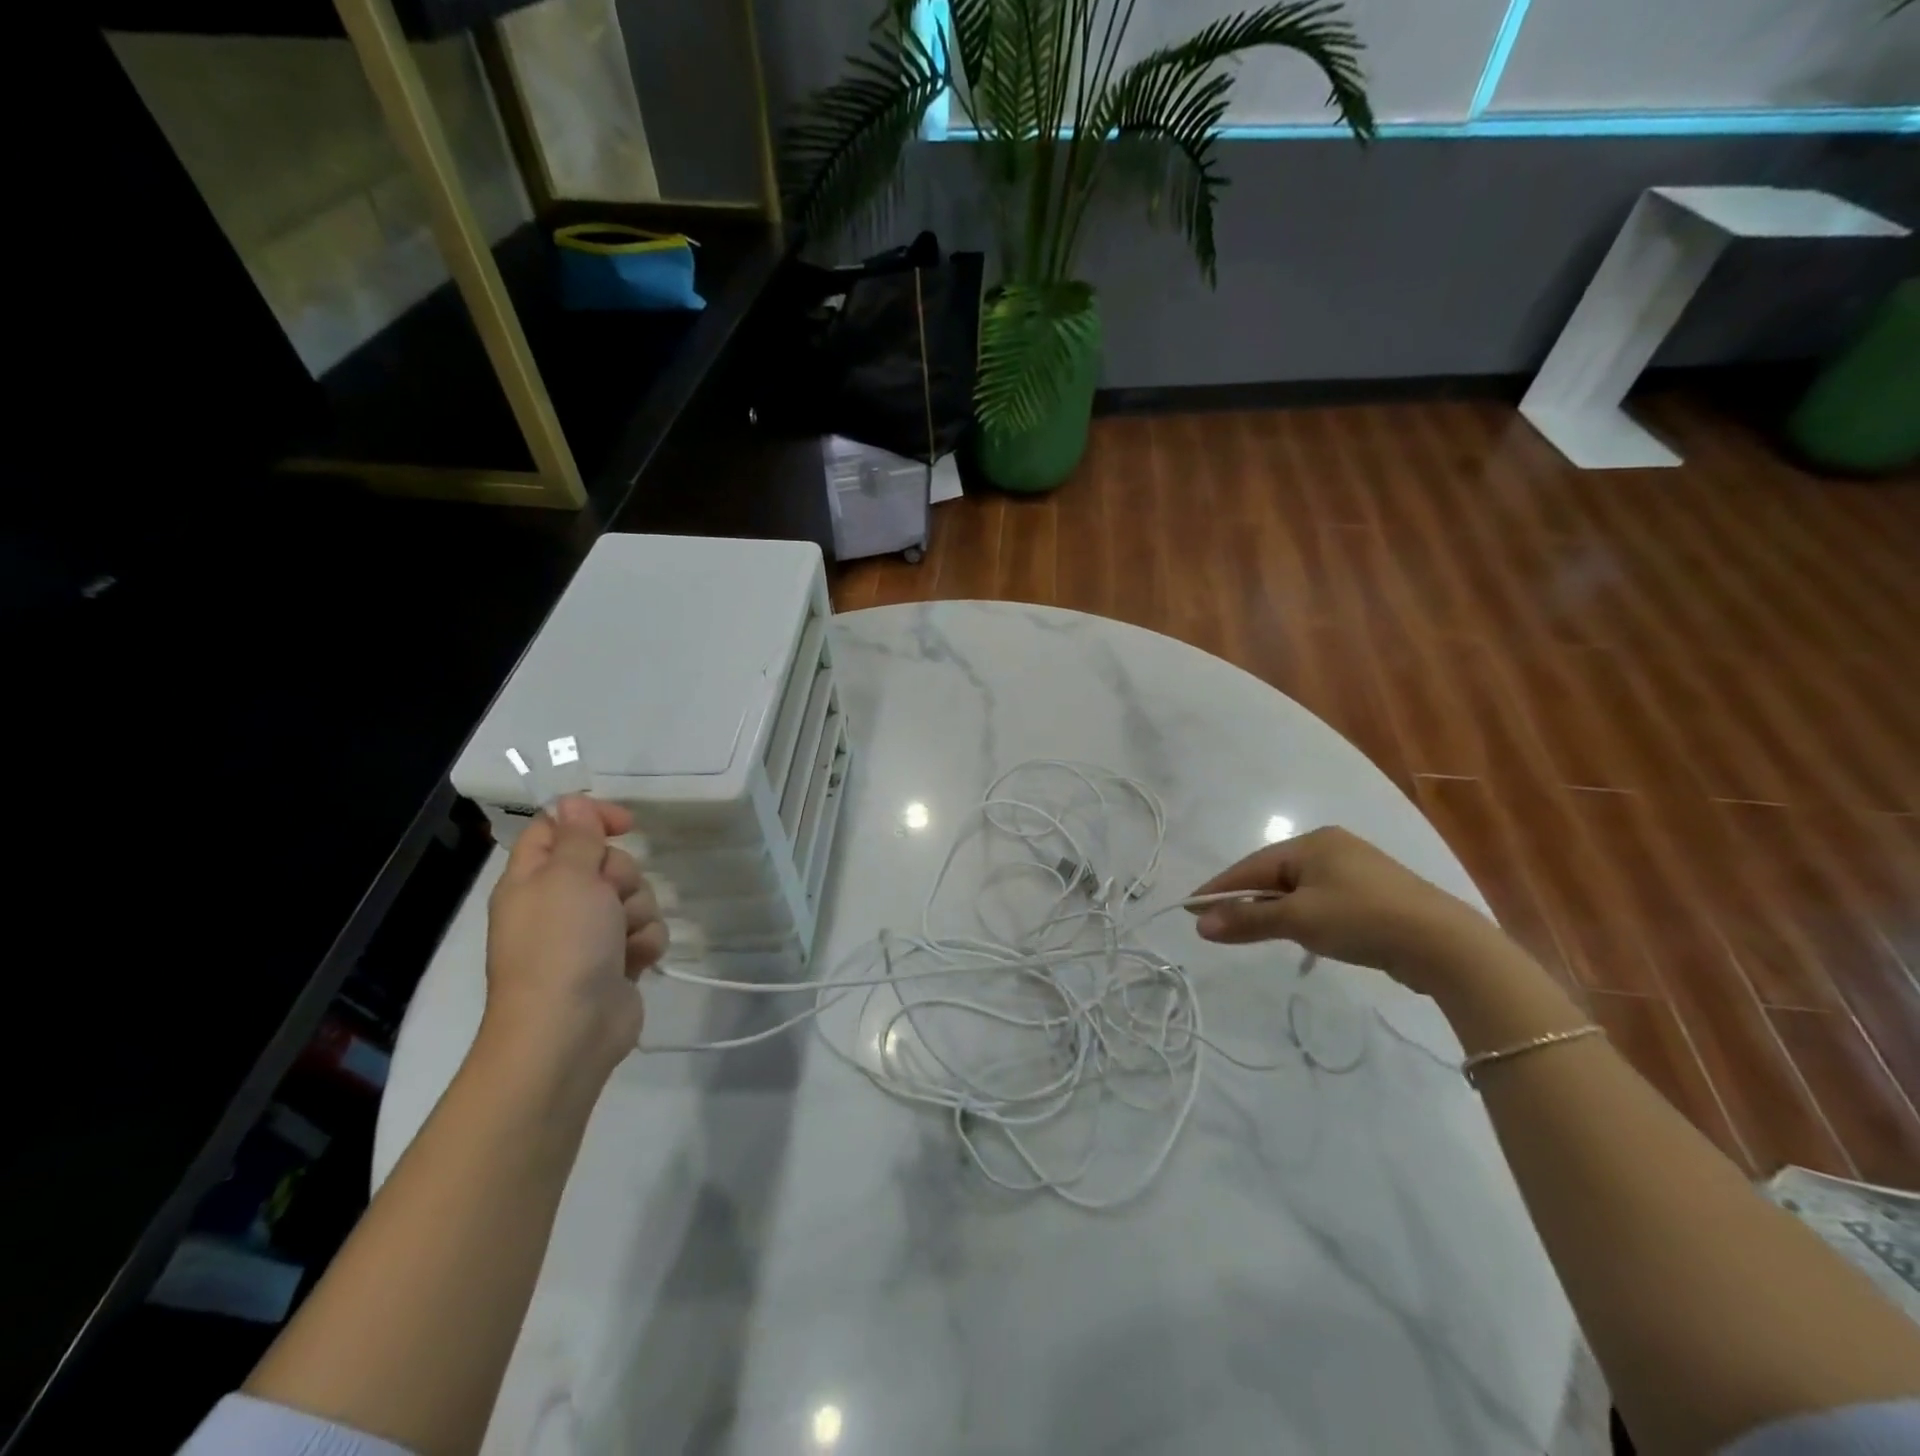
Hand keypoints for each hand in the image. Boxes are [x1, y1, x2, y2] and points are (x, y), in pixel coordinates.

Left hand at [482, 796, 667, 1084]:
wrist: (568, 1029)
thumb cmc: (561, 945)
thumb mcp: (568, 877)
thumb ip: (577, 836)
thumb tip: (571, 801)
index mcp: (533, 878)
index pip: (558, 828)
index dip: (591, 818)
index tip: (626, 824)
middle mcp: (559, 902)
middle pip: (607, 862)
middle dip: (621, 875)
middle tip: (610, 896)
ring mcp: (589, 934)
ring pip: (634, 896)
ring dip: (637, 912)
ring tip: (622, 937)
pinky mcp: (617, 959)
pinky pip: (645, 931)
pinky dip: (644, 942)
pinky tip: (635, 959)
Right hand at [1188, 826, 1498, 993]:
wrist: (1444, 944)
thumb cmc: (1361, 919)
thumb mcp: (1298, 920)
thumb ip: (1248, 920)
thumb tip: (1199, 925)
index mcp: (1313, 842)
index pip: (1252, 865)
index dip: (1219, 888)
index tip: (1189, 907)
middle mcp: (1332, 848)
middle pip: (1274, 875)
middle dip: (1245, 900)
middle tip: (1216, 923)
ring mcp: (1356, 871)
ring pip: (1297, 889)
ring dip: (1272, 911)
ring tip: (1251, 932)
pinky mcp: (1373, 895)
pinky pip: (1321, 901)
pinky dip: (1301, 916)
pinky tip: (1298, 934)